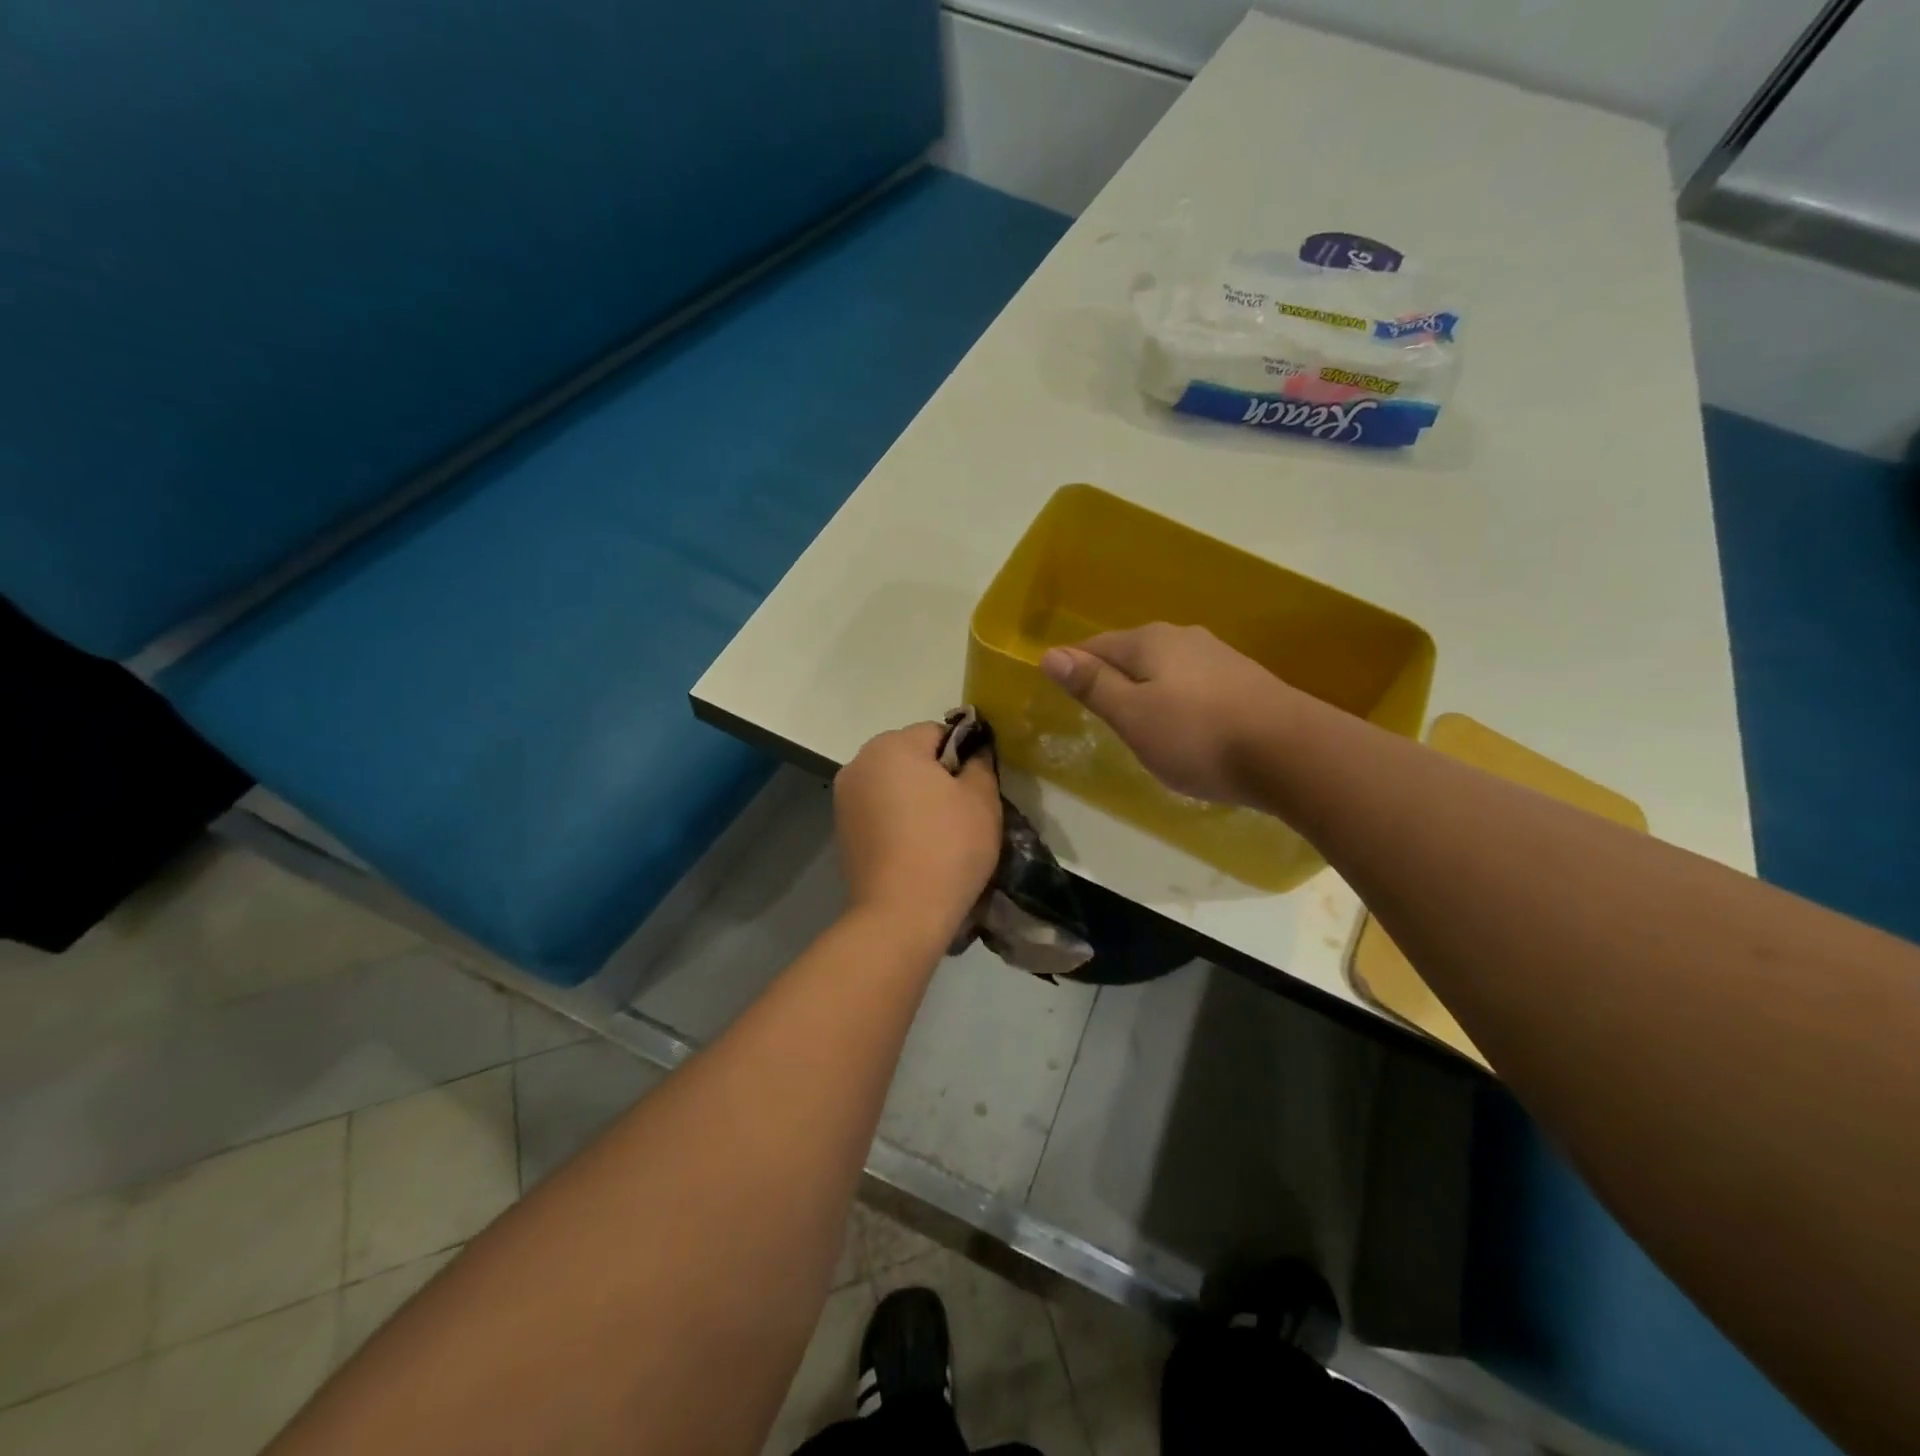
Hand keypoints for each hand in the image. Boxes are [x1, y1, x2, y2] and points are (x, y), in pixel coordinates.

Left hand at [834, 722, 1002, 944]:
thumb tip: (973, 752)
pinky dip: (896, 820)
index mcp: (892, 745)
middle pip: (910, 756)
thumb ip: (980, 763)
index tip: (977, 789)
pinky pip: (878, 810)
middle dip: (935, 775)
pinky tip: (913, 848)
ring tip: (937, 835)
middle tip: (961, 813)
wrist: (900, 913)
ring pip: (892, 784)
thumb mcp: (982, 799)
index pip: (938, 733)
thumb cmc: (947, 846)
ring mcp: (845, 797)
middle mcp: (860, 762)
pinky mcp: (841, 829)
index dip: (964, 757)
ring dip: (914, 798)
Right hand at [1040, 623, 1296, 804]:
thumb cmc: (1198, 736)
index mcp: (1150, 641)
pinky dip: (1177, 700)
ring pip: (1165, 669)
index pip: (1096, 646)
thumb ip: (1093, 685)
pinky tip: (1184, 725)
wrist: (1292, 753)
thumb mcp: (1132, 716)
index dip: (1074, 666)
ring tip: (1137, 721)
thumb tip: (1050, 654)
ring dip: (1146, 689)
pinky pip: (1193, 684)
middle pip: (1132, 653)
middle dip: (1111, 676)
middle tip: (1097, 710)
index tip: (1060, 690)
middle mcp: (1184, 638)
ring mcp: (1219, 657)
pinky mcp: (1245, 681)